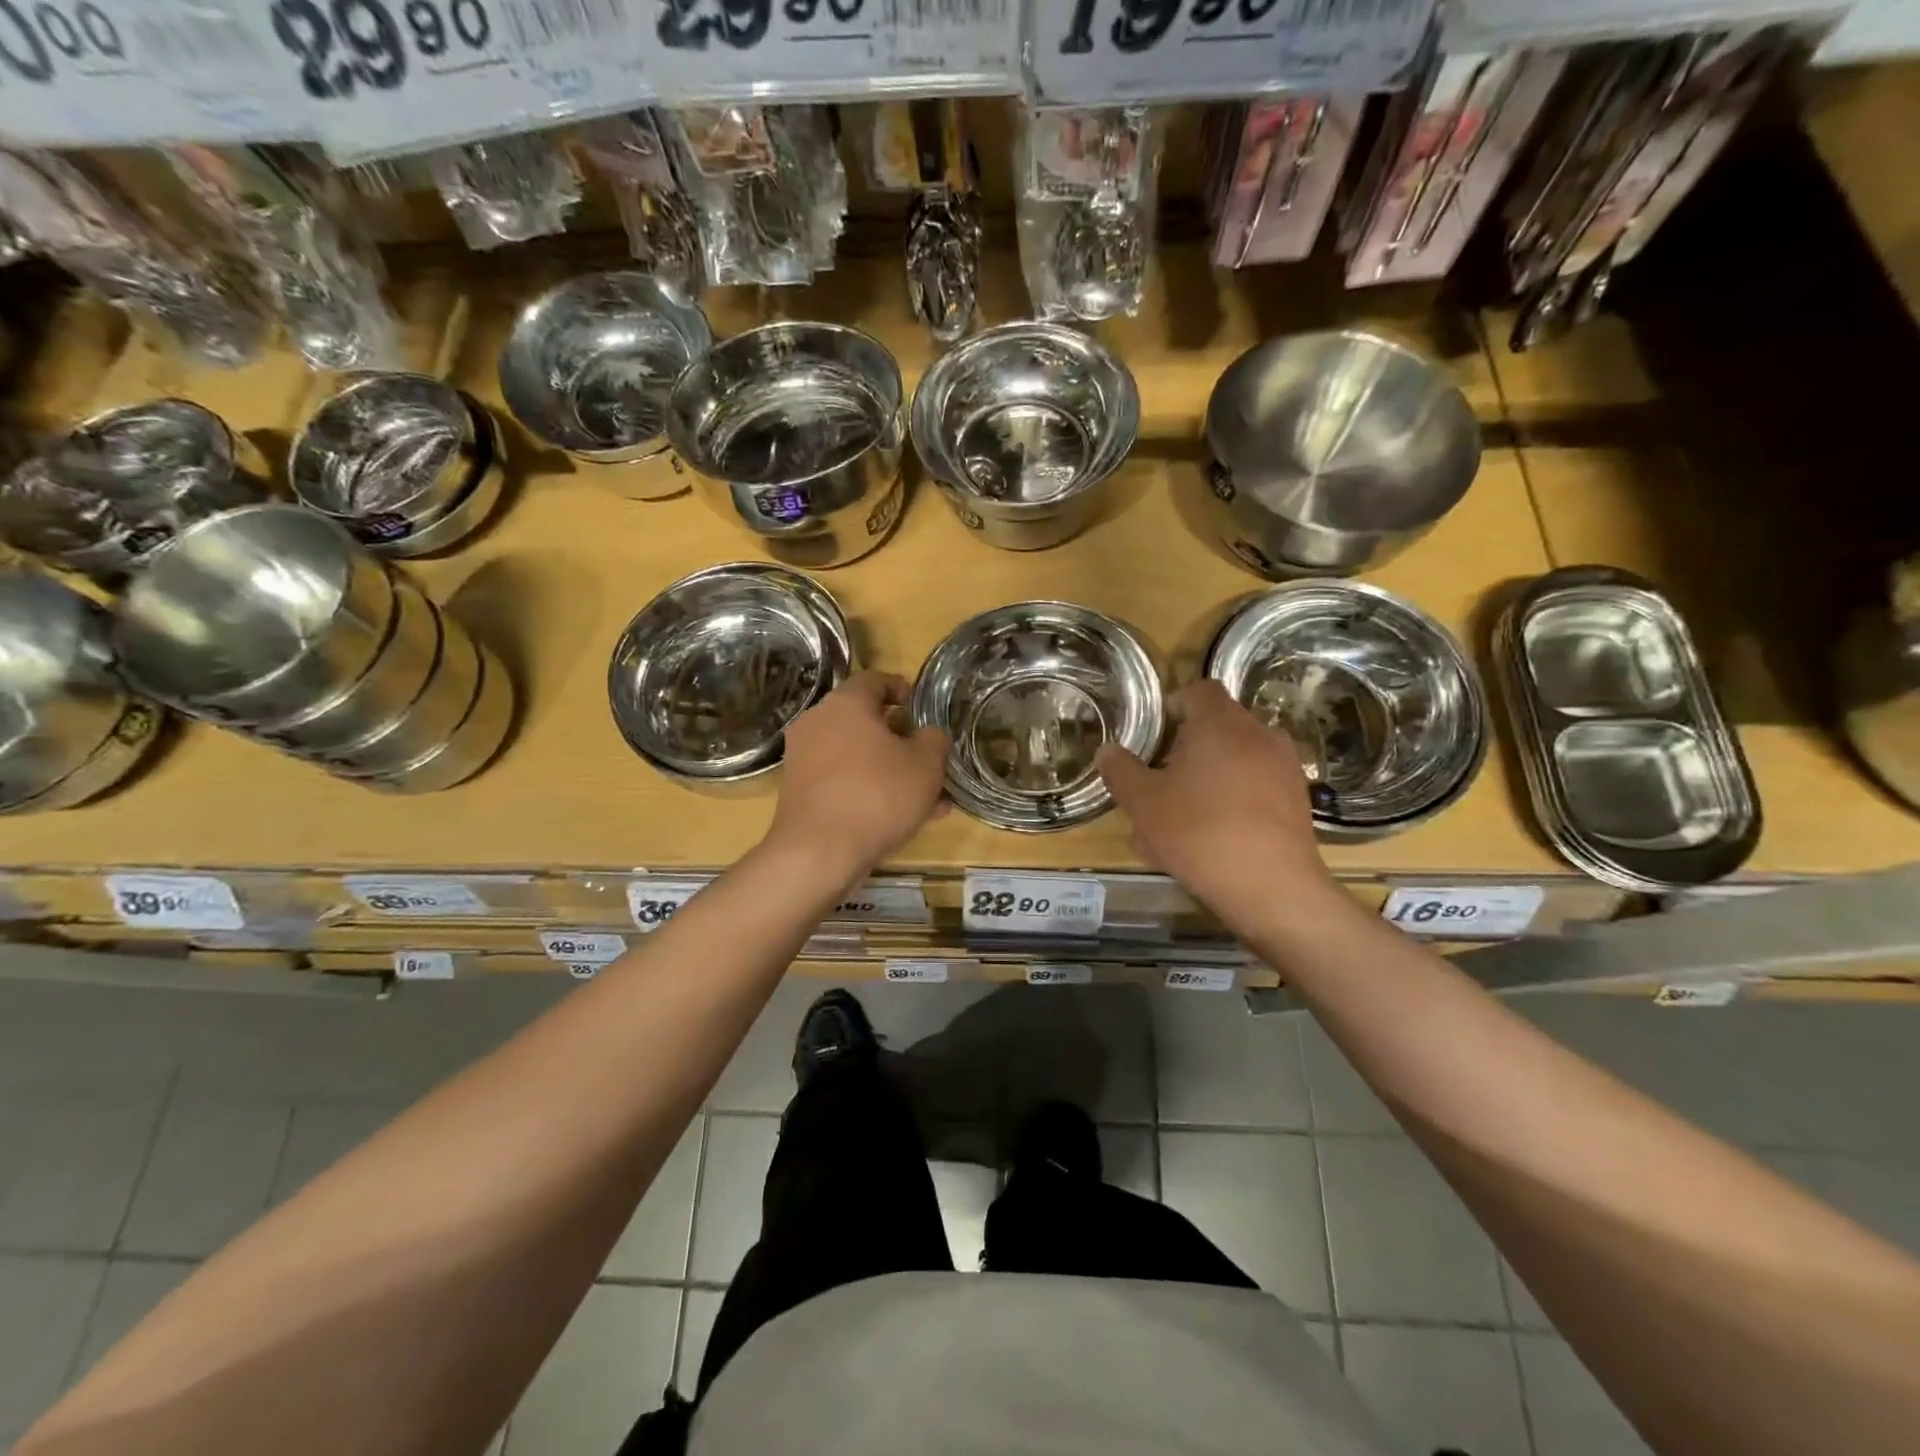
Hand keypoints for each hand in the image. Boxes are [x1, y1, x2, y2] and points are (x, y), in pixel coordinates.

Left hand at [767, 671, 950, 878]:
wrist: (818, 852)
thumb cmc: (877, 795)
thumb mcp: (926, 765)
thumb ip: (934, 740)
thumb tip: (928, 735)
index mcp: (846, 703)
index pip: (875, 680)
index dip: (901, 689)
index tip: (920, 707)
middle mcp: (818, 722)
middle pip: (865, 721)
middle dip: (899, 739)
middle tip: (927, 758)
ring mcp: (803, 758)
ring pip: (857, 756)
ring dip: (890, 770)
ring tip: (925, 798)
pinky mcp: (799, 791)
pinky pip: (842, 780)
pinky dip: (868, 789)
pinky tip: (899, 818)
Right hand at [1095, 680, 1337, 919]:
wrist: (1272, 888)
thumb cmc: (1199, 832)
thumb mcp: (1142, 803)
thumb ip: (1120, 770)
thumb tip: (1108, 750)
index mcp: (1220, 723)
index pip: (1197, 691)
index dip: (1171, 706)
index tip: (1152, 737)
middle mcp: (1258, 734)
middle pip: (1216, 726)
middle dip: (1184, 749)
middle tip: (1158, 781)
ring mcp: (1284, 767)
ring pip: (1234, 760)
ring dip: (1206, 776)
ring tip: (1179, 817)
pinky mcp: (1297, 799)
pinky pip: (1254, 786)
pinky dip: (1231, 800)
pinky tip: (1210, 837)